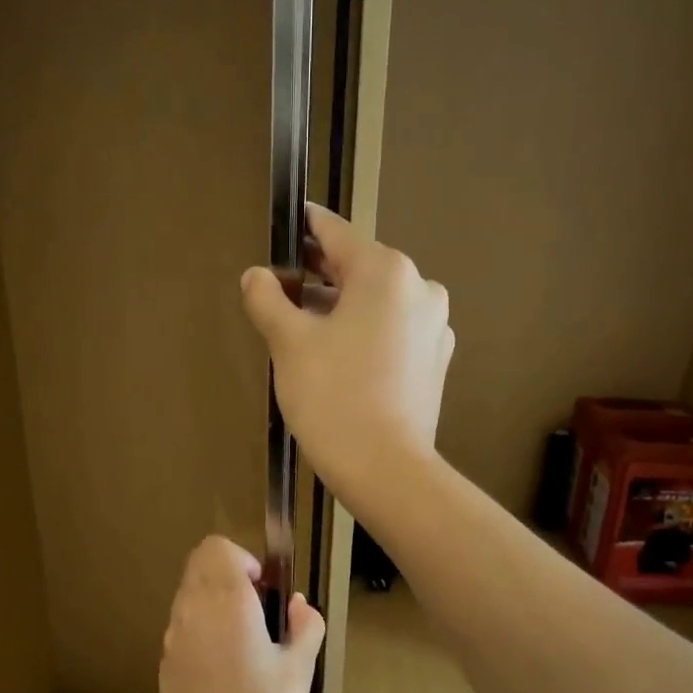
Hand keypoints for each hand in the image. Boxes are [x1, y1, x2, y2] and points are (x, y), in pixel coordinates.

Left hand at [158, 536, 323, 692]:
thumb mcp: (299, 671)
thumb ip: (305, 626)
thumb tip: (299, 605)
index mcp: (226, 603)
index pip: (217, 547)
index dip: (243, 559)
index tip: (265, 591)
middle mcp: (192, 610)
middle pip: (199, 565)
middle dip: (229, 576)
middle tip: (259, 613)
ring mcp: (173, 638)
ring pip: (189, 594)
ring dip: (214, 602)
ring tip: (245, 643)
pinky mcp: (165, 664)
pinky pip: (182, 627)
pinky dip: (202, 629)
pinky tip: (225, 670)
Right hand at [240, 204, 451, 505]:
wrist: (386, 470)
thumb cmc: (333, 397)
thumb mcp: (289, 343)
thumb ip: (267, 299)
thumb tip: (257, 276)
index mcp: (386, 271)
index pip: (335, 233)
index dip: (305, 227)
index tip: (286, 222)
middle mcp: (420, 288)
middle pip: (359, 268)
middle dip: (319, 275)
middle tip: (281, 287)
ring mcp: (434, 326)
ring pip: (377, 302)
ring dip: (341, 307)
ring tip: (303, 328)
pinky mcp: (436, 360)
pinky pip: (393, 331)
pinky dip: (365, 333)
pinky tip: (339, 359)